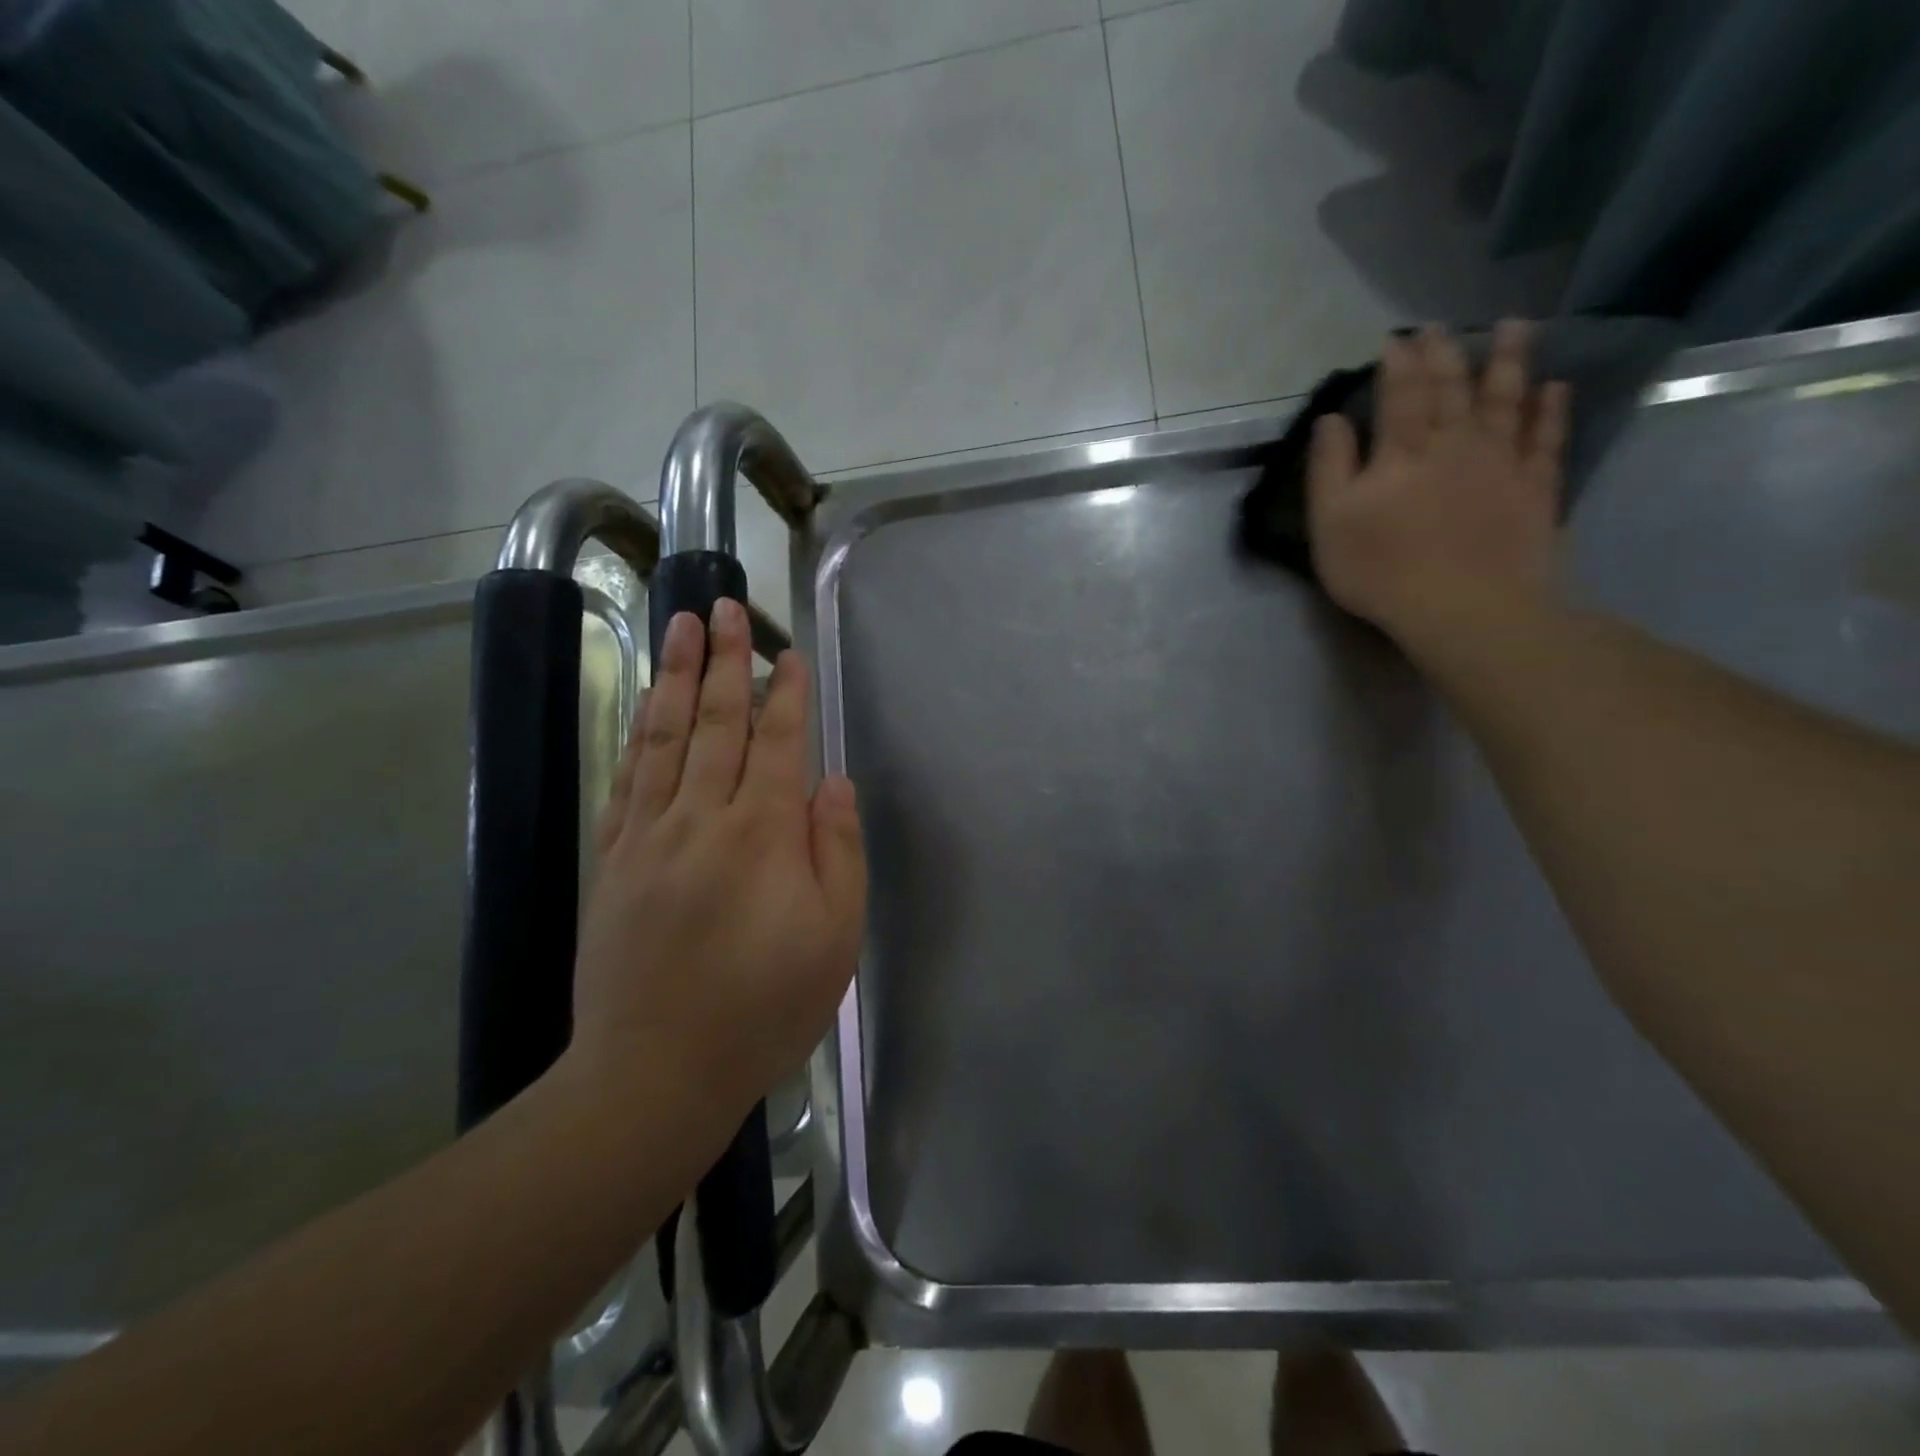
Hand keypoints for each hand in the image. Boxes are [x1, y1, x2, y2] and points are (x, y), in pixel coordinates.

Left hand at [567, 599, 865, 1143]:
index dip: (784, 693)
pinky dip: (637, 734)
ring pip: (664, 737)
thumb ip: (838, 852)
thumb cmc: (764, 1008)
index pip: (777, 743)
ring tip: (678, 626)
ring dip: (674, 676)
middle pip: (715, 722)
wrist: (656, 1071)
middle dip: (724, 660)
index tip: (786, 652)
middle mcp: (702, 818)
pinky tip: (643, 706)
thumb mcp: (835, 939)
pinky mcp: (613, 859)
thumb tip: (833, 782)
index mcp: (762, 835)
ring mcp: (648, 835)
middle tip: (725, 607)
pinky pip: (627, 779)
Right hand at [1307, 320, 1569, 647]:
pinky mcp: (1535, 487)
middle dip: (1444, 353)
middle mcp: (1454, 443)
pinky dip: (1551, 409)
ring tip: (1514, 327)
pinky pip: (1546, 437)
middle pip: (1451, 387)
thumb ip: (1329, 467)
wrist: (1462, 606)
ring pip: (1505, 398)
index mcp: (1402, 451)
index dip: (1397, 363)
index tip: (1396, 339)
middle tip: (1441, 326)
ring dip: (1508, 361)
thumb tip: (1331, 419)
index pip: (1400, 393)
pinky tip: (1555, 387)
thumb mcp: (1331, 523)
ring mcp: (1501, 461)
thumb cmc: (1381, 569)